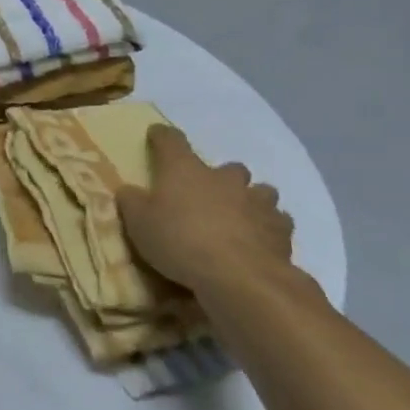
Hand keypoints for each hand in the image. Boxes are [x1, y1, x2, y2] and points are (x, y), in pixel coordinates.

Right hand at [116, 125, 294, 296]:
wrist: (239, 275)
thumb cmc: (179, 241)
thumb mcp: (138, 223)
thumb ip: (132, 203)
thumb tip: (129, 191)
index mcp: (185, 170)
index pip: (171, 141)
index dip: (162, 136)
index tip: (156, 134)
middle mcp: (224, 178)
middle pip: (228, 167)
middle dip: (221, 176)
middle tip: (208, 193)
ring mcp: (257, 202)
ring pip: (261, 191)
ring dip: (251, 199)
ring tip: (240, 216)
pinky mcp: (281, 230)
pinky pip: (278, 221)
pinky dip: (269, 227)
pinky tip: (260, 240)